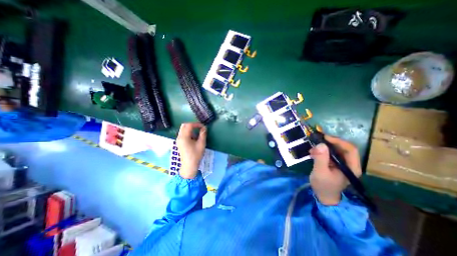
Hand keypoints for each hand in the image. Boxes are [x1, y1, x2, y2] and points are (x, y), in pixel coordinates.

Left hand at [176, 123, 206, 178]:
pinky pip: (183, 134)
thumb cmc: (196, 154)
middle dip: (192, 125)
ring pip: (183, 129)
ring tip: (197, 133)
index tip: (203, 127)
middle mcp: (179, 137)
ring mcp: (178, 140)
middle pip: (184, 125)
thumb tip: (204, 128)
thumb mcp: (201, 143)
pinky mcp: (179, 143)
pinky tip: (194, 138)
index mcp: (184, 137)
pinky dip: (188, 133)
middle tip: (199, 128)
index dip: (197, 124)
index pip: (189, 125)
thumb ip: (203, 134)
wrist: (189, 165)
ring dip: (190, 129)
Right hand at [309, 136, 362, 205]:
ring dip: (324, 147)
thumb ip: (321, 158)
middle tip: (317, 140)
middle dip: (329, 143)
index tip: (324, 137)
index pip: (350, 149)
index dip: (338, 141)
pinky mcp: (334, 164)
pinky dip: (321, 151)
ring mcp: (342, 164)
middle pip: (343, 148)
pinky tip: (313, 153)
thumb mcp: (320, 172)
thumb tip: (321, 144)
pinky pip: (329, 153)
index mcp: (351, 167)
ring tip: (312, 149)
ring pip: (335, 149)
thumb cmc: (323, 186)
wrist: (323, 196)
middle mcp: (349, 164)